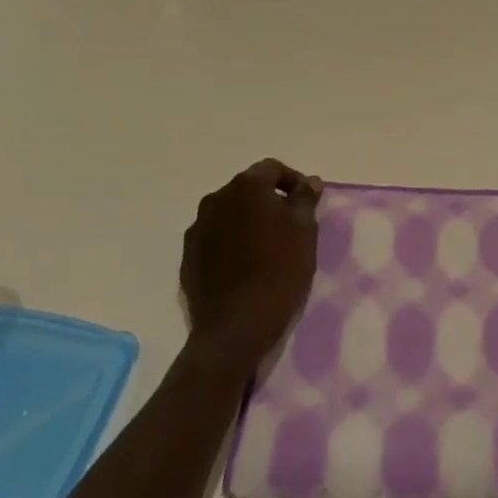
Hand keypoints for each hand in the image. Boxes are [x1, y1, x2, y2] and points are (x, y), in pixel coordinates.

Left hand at [181, 160, 322, 367]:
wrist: (234, 328)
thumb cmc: (278, 271)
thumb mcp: (304, 231)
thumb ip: (305, 199)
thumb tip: (309, 181)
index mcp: (246, 186)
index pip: (272, 169)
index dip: (293, 181)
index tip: (307, 203)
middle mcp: (216, 199)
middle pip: (248, 189)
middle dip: (269, 201)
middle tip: (290, 226)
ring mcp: (198, 229)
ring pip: (230, 214)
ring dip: (248, 222)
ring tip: (267, 247)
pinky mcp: (188, 258)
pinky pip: (215, 239)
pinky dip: (231, 243)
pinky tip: (245, 266)